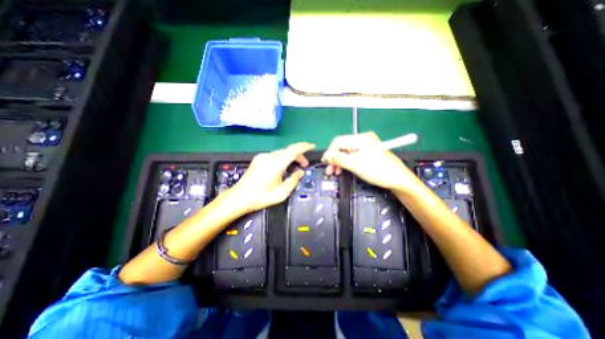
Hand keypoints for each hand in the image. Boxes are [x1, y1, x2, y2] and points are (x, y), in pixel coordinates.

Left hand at [229, 142, 316, 211]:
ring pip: (281, 153)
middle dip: (299, 155)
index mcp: (276, 164)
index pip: (293, 150)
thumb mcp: (282, 193)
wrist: (239, 197)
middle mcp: (269, 157)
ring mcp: (262, 157)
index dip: (304, 147)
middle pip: (288, 150)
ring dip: (290, 157)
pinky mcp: (258, 159)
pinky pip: (275, 156)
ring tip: (295, 167)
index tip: (312, 146)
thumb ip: (294, 180)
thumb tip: (300, 172)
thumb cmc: (261, 197)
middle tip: (304, 164)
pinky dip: (283, 159)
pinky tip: (283, 167)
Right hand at [321, 130, 421, 191]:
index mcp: (362, 138)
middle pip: (342, 146)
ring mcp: (365, 147)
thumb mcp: (356, 165)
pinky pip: (351, 156)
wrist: (398, 180)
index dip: (330, 151)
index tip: (325, 162)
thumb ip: (339, 159)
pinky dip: (345, 163)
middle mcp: (362, 140)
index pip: (339, 141)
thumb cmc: (379, 171)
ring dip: (338, 161)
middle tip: (329, 169)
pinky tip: (342, 169)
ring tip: (334, 171)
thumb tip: (327, 156)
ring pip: (345, 152)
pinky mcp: (366, 154)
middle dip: (334, 158)